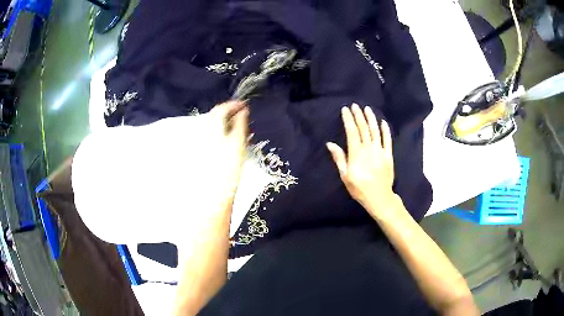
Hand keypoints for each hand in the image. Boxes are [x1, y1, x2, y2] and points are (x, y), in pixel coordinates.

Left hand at [209, 100, 248, 203]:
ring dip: (225, 122)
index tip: (244, 105)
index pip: (221, 108)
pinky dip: (220, 132)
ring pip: (213, 125)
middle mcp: (203, 130)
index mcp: (212, 126)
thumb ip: (240, 124)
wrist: (213, 192)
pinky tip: (228, 139)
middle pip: (215, 115)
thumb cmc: (227, 169)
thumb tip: (243, 111)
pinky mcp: (200, 150)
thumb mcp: (238, 144)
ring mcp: (200, 141)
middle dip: (229, 113)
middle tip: (243, 115)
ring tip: (238, 127)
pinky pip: (210, 135)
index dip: (233, 104)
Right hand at [326, 103, 400, 218]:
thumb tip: (330, 143)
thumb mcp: (345, 176)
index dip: (348, 119)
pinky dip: (385, 130)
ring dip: (371, 119)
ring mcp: (380, 151)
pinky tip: (383, 122)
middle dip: (358, 116)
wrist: (379, 198)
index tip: (345, 110)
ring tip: (367, 109)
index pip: (352, 132)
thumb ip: (339, 158)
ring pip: (375, 131)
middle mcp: (369, 148)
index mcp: (357, 153)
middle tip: (355, 105)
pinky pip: (387, 140)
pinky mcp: (388, 155)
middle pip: (363, 128)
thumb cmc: (359, 189)